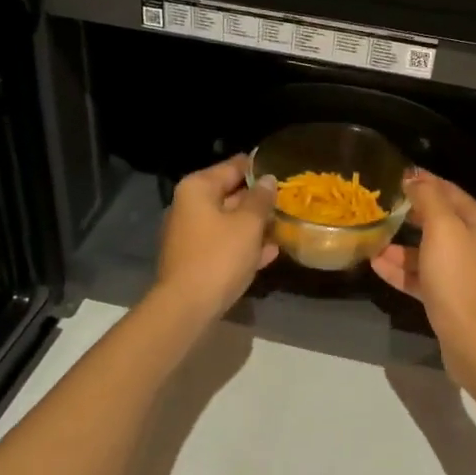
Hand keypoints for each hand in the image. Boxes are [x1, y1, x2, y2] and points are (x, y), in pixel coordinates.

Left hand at [153, 155, 277, 320]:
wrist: (187, 306)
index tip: (283, 168)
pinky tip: (271, 252)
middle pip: (229, 194)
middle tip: (288, 200)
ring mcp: (190, 234)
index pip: (232, 167)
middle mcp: (189, 206)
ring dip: (254, 225)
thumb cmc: (219, 256)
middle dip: (258, 199)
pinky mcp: (195, 259)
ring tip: (284, 225)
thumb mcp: (248, 224)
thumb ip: (260, 199)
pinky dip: (244, 246)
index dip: (258, 168)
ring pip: (228, 222)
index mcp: (197, 189)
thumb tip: (268, 180)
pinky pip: (224, 244)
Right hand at [369, 169, 475, 344]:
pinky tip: (377, 265)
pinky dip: (402, 270)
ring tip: (373, 239)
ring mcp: (463, 275)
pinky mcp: (450, 299)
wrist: (472, 338)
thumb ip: (428, 199)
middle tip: (382, 205)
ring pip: (428, 252)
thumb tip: (415, 178)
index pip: (451, 192)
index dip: (426, 181)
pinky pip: (423, 277)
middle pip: (440, 222)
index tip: (398, 174)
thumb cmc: (457, 276)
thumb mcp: (442, 228)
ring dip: (401, 246)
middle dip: (411, 214)